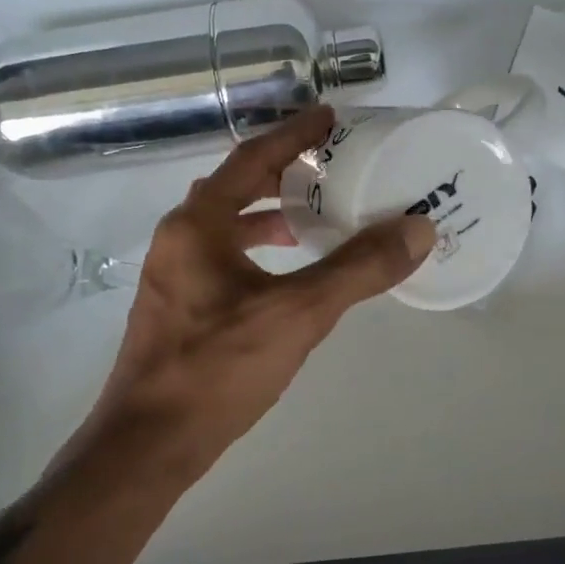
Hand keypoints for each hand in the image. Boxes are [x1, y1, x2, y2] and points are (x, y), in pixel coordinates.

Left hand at [88, 106, 436, 471]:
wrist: (147, 446)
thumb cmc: (218, 369)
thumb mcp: (298, 315)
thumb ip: (359, 270)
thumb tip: (417, 229)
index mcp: (198, 224)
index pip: (252, 158)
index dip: (294, 134)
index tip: (330, 117)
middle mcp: (180, 238)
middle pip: (236, 185)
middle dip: (282, 169)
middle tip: (330, 162)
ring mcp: (174, 273)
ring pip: (227, 222)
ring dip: (269, 210)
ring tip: (315, 213)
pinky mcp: (179, 304)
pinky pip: (223, 252)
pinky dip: (258, 246)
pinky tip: (288, 270)